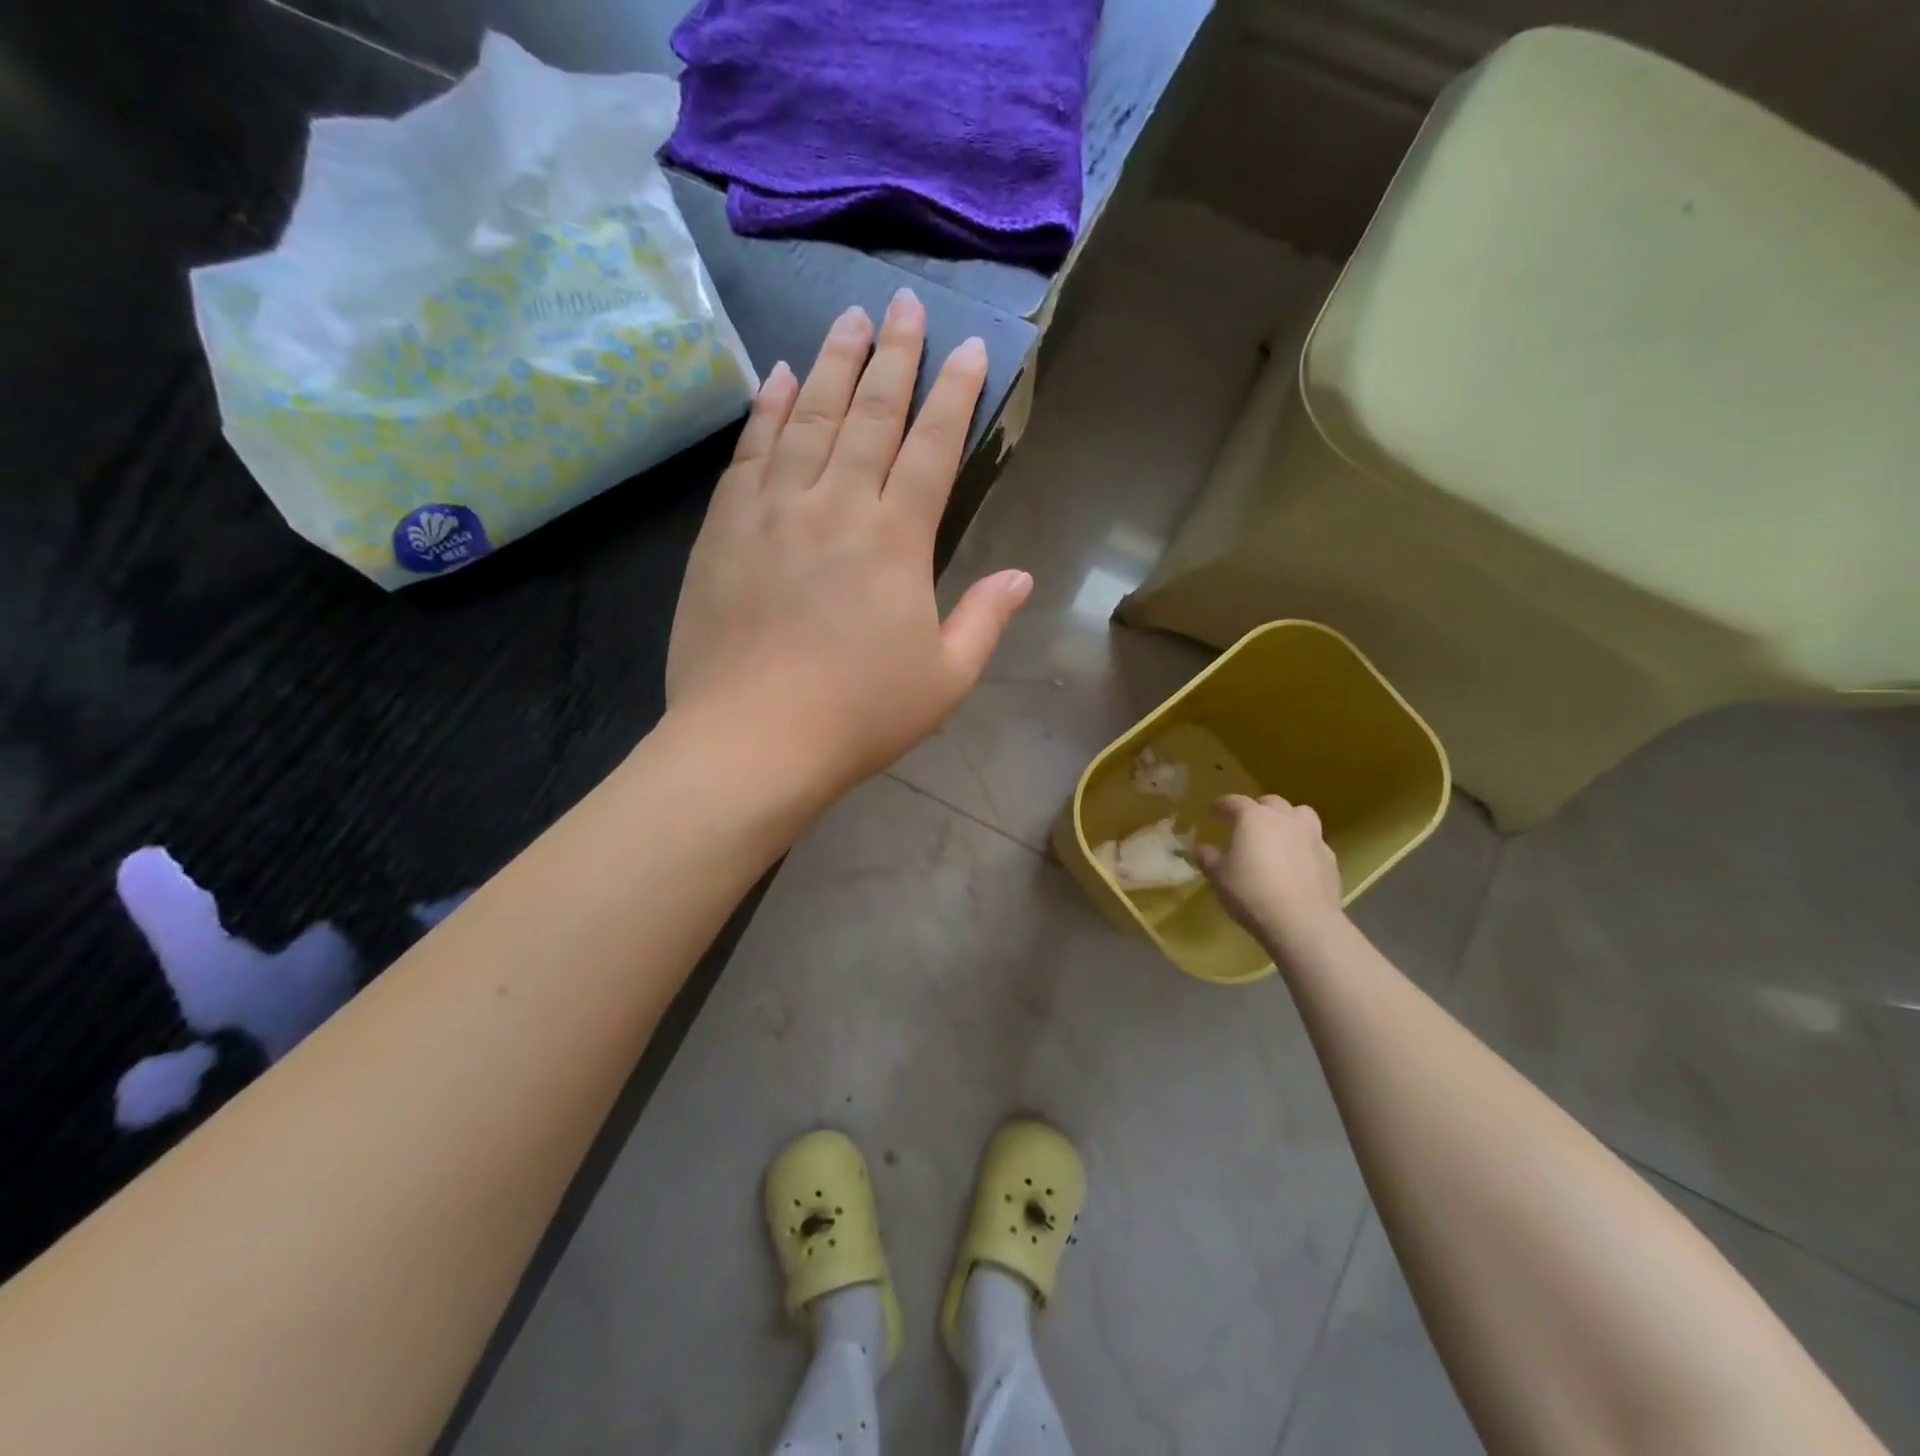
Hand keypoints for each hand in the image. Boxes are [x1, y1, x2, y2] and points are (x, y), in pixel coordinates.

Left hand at [666, 289, 1031, 795]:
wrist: (751, 741)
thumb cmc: (859, 717)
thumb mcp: (946, 679)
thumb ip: (984, 620)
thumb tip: (1021, 575)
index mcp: (896, 538)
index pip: (934, 446)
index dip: (955, 394)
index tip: (970, 349)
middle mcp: (836, 504)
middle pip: (869, 412)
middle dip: (894, 354)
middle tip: (904, 304)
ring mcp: (773, 509)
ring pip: (806, 416)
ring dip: (830, 363)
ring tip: (848, 319)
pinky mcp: (724, 528)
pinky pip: (750, 451)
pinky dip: (766, 409)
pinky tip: (775, 378)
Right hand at [1197, 795, 1346, 960]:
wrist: (1302, 922)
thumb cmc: (1252, 892)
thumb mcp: (1219, 877)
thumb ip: (1209, 858)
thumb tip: (1203, 849)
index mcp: (1254, 818)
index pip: (1234, 801)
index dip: (1221, 806)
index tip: (1212, 812)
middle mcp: (1285, 819)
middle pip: (1271, 802)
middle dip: (1257, 809)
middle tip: (1246, 824)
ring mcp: (1312, 837)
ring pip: (1301, 815)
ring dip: (1287, 819)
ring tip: (1278, 835)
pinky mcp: (1329, 858)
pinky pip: (1314, 842)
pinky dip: (1303, 846)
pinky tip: (1296, 863)